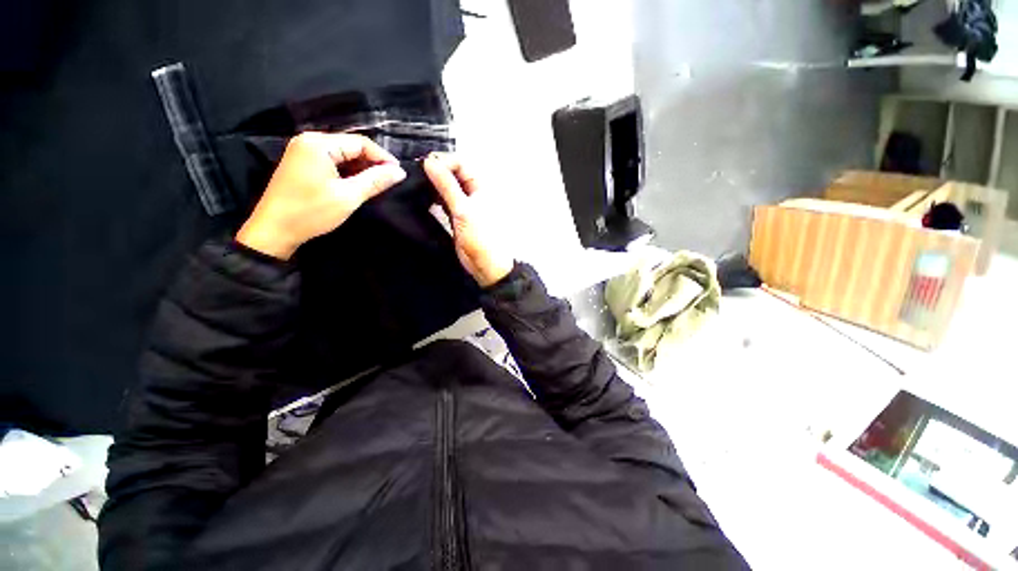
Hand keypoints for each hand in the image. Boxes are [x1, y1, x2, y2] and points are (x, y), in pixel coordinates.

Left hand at [236, 132, 406, 259]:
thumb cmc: (312, 212)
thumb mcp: (348, 197)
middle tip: (389, 181)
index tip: (399, 174)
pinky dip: (347, 171)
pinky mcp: (301, 163)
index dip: (383, 157)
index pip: (360, 142)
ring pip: (342, 154)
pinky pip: (331, 160)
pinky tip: (357, 183)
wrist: (274, 230)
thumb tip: (400, 172)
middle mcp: (309, 140)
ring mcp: (302, 151)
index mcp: (319, 144)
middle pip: (350, 146)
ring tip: (377, 184)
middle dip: (372, 163)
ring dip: (360, 168)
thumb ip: (375, 181)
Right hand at [424, 153, 513, 286]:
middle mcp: (473, 192)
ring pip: (448, 187)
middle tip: (417, 175)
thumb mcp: (463, 209)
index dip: (443, 161)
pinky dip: (435, 198)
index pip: (461, 163)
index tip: (425, 166)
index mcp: (481, 186)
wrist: (485, 264)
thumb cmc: (481, 237)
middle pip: (453, 173)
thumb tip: (430, 162)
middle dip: (437, 171)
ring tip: (418, 185)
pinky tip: (425, 198)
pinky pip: (445, 201)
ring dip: (434, 185)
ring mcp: (465, 205)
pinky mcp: (457, 216)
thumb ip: (447, 185)